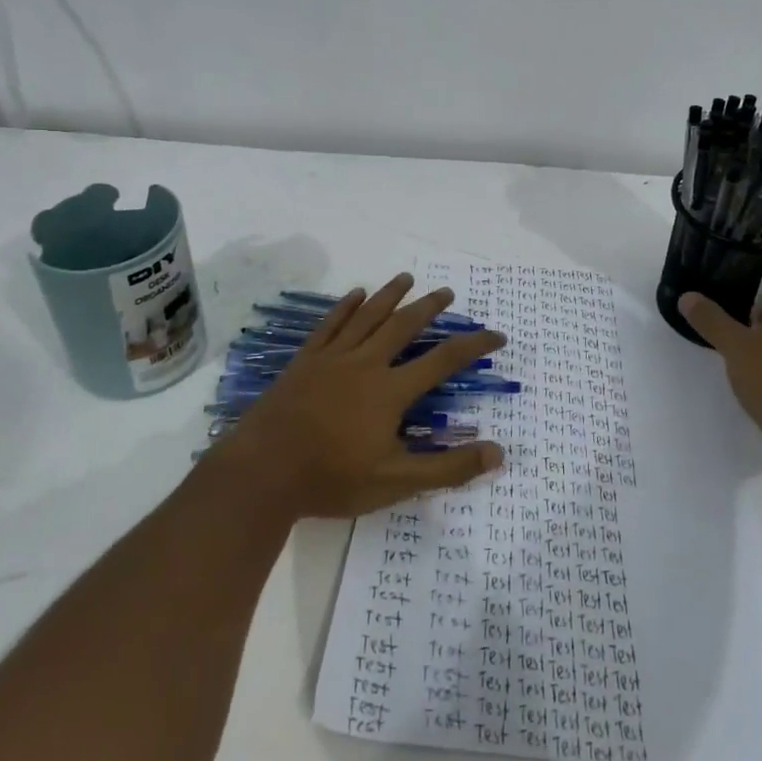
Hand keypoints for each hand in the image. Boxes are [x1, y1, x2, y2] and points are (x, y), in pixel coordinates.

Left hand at [213, 273, 506, 519]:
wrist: (263, 472)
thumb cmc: (332, 478)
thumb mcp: (396, 482)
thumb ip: (447, 468)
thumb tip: (498, 452)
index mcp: (391, 391)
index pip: (443, 361)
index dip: (473, 346)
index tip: (497, 335)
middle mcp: (366, 364)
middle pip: (404, 326)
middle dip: (429, 308)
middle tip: (447, 292)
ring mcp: (333, 358)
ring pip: (368, 316)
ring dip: (390, 295)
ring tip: (406, 278)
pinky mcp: (305, 361)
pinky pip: (330, 325)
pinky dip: (345, 307)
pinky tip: (355, 294)